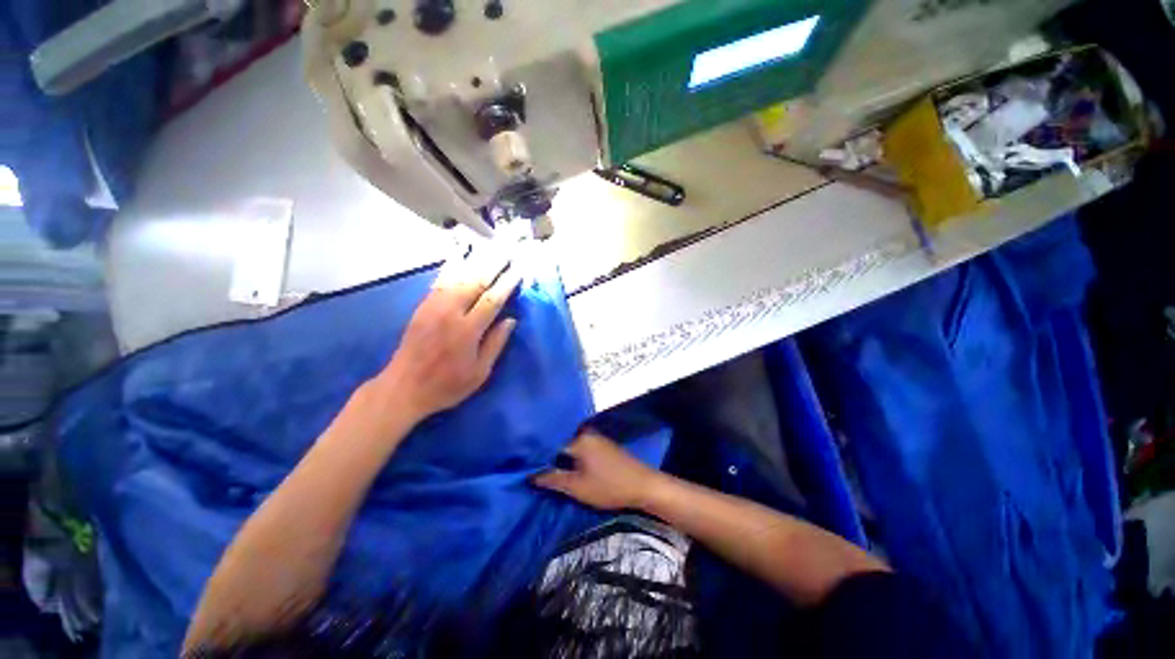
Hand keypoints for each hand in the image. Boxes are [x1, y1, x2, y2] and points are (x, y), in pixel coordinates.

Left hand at [377, 248, 521, 421]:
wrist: (403, 387)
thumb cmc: (447, 385)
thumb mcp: (479, 373)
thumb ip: (495, 344)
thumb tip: (510, 320)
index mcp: (467, 331)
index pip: (491, 300)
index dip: (507, 284)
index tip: (518, 270)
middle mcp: (449, 313)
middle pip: (475, 282)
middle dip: (493, 265)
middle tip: (507, 251)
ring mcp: (433, 307)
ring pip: (456, 276)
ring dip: (474, 261)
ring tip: (488, 248)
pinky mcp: (422, 307)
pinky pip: (440, 281)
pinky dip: (452, 266)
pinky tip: (459, 256)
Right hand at [533, 431, 663, 509]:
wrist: (644, 486)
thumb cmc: (609, 487)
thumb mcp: (577, 487)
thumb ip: (552, 479)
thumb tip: (530, 475)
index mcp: (579, 439)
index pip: (550, 445)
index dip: (538, 458)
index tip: (526, 468)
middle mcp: (586, 433)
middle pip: (561, 444)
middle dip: (550, 458)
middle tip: (536, 472)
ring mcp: (596, 438)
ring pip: (572, 447)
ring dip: (562, 459)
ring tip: (549, 472)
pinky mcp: (603, 445)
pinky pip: (582, 448)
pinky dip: (574, 458)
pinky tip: (570, 469)